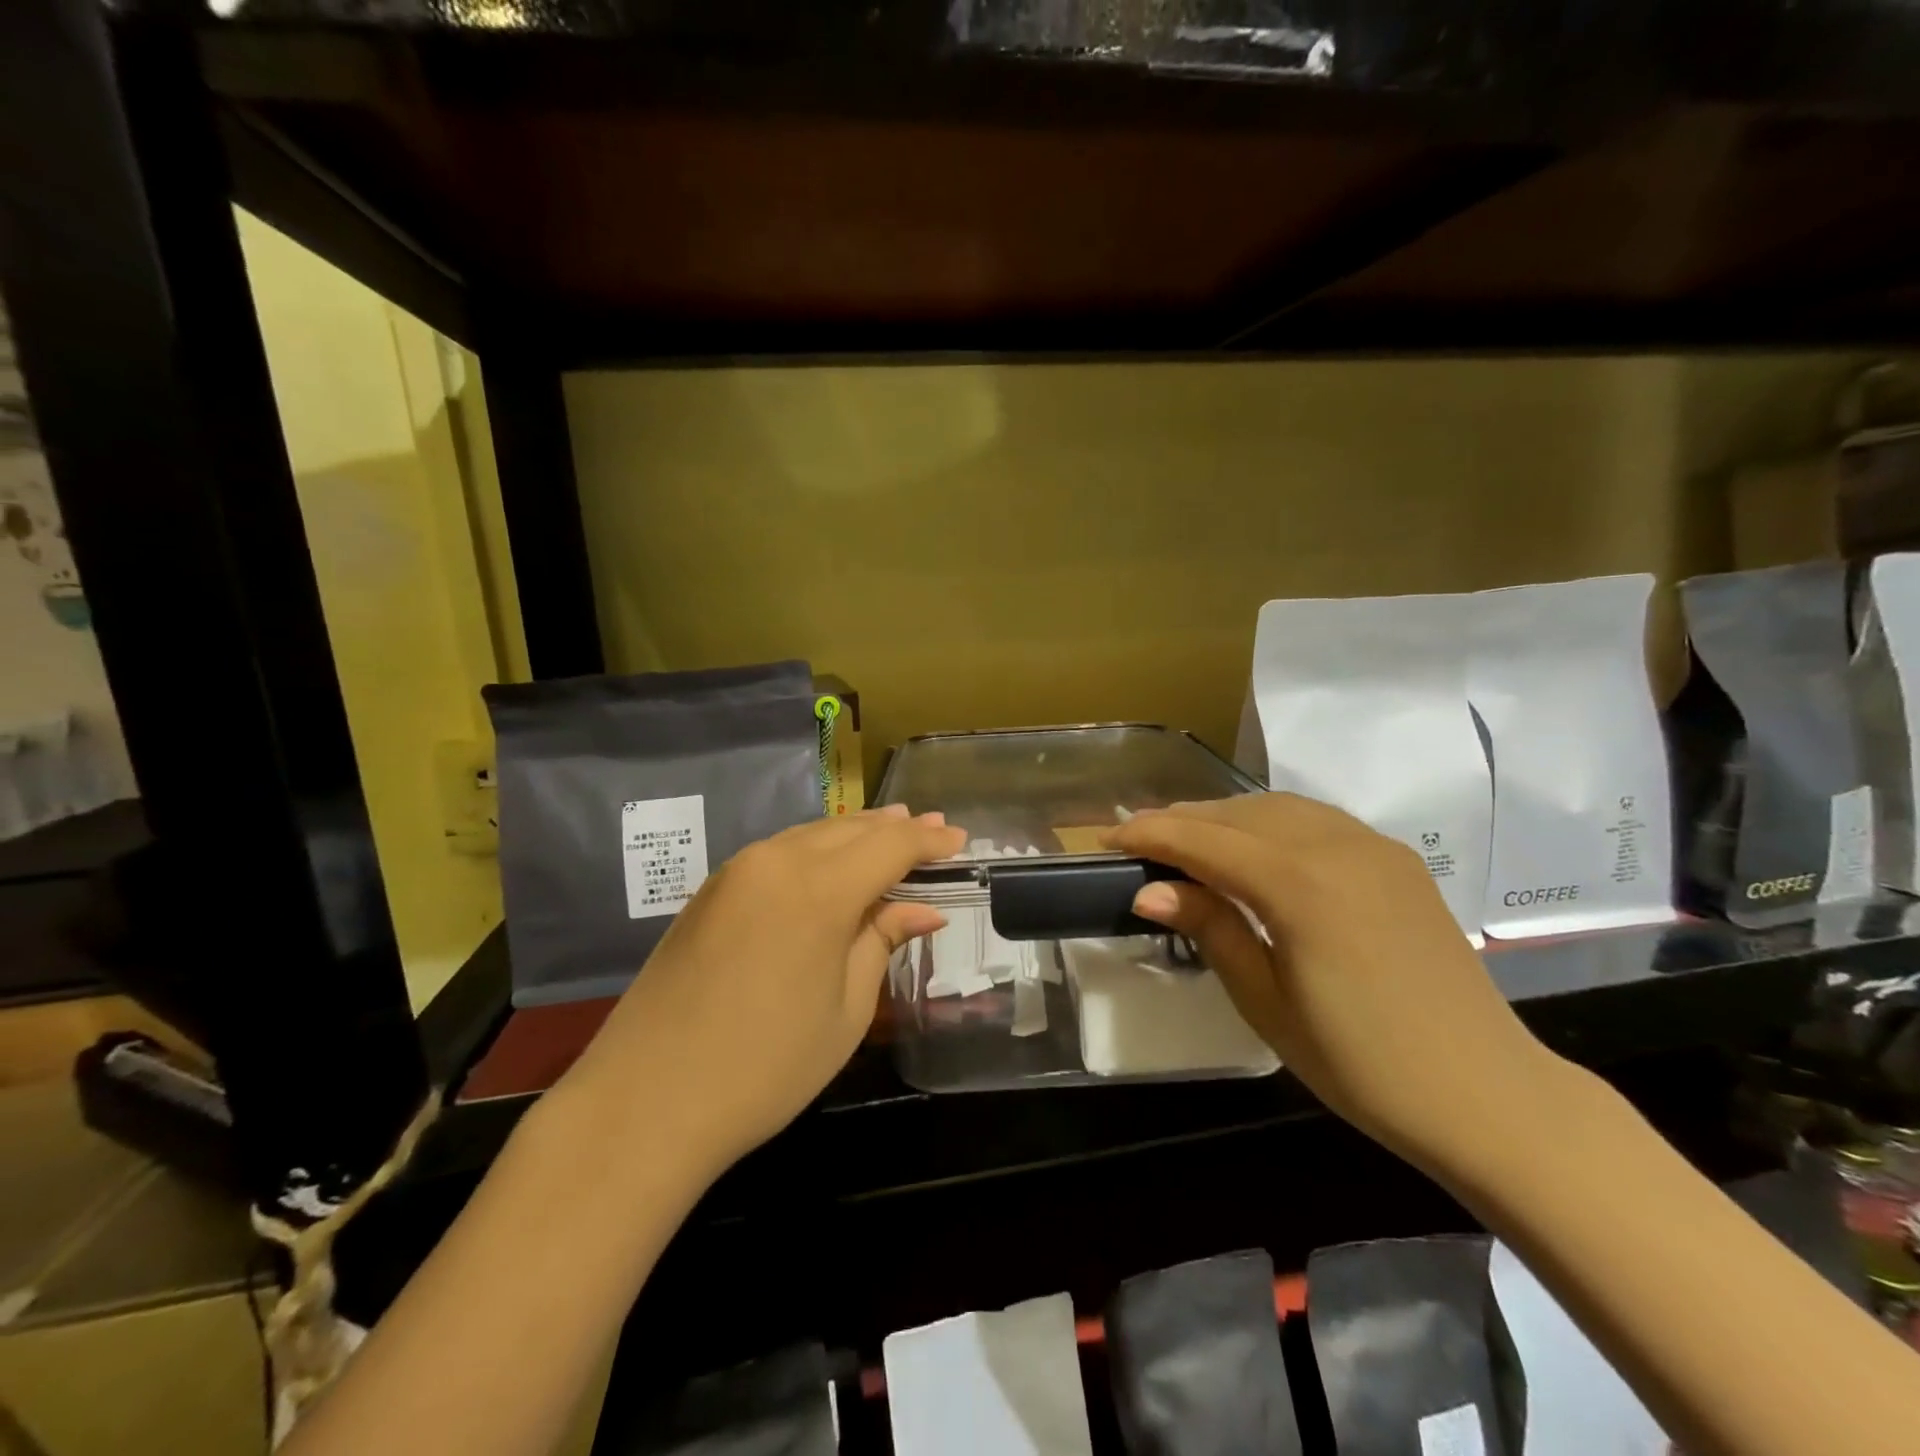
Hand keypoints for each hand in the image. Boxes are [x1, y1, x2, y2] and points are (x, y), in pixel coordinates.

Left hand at [559, 807, 964, 1175]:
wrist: (645, 1103)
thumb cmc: (764, 1068)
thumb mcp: (844, 1011)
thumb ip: (881, 942)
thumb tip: (922, 909)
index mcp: (818, 890)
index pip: (890, 846)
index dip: (928, 842)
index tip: (959, 840)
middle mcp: (776, 861)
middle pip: (850, 830)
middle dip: (896, 828)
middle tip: (933, 829)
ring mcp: (737, 871)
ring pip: (812, 834)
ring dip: (856, 833)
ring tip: (891, 832)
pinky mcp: (711, 889)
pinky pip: (780, 851)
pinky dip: (817, 848)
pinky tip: (832, 860)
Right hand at [1109, 794, 1568, 1175]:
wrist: (1487, 1095)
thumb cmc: (1362, 1065)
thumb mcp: (1267, 1002)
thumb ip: (1211, 929)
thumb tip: (1150, 888)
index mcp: (1299, 885)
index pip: (1204, 841)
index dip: (1150, 835)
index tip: (1106, 841)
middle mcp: (1336, 846)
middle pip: (1238, 814)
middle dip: (1181, 821)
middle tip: (1138, 842)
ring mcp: (1373, 847)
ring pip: (1277, 808)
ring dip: (1224, 818)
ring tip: (1186, 842)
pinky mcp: (1396, 860)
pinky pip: (1316, 820)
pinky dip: (1269, 823)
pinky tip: (1254, 849)